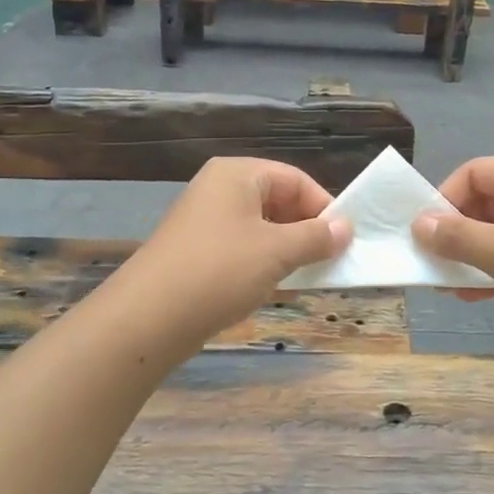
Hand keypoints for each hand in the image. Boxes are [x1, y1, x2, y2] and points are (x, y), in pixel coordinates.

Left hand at [121, 158, 351, 342]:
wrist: (147, 318)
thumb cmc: (219, 271)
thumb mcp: (276, 251)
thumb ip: (315, 237)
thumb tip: (346, 228)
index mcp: (237, 174)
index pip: (295, 179)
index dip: (323, 207)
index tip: (344, 240)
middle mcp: (219, 189)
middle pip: (277, 200)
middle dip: (305, 230)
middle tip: (328, 261)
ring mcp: (204, 221)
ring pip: (260, 227)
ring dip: (286, 250)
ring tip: (304, 277)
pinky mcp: (196, 251)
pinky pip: (241, 248)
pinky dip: (262, 264)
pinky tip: (273, 288)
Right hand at [412, 156, 493, 348]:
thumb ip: (457, 236)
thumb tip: (418, 224)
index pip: (475, 172)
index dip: (444, 198)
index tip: (423, 232)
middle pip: (484, 201)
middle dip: (454, 231)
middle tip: (428, 261)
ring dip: (468, 255)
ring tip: (443, 284)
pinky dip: (489, 270)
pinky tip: (470, 296)